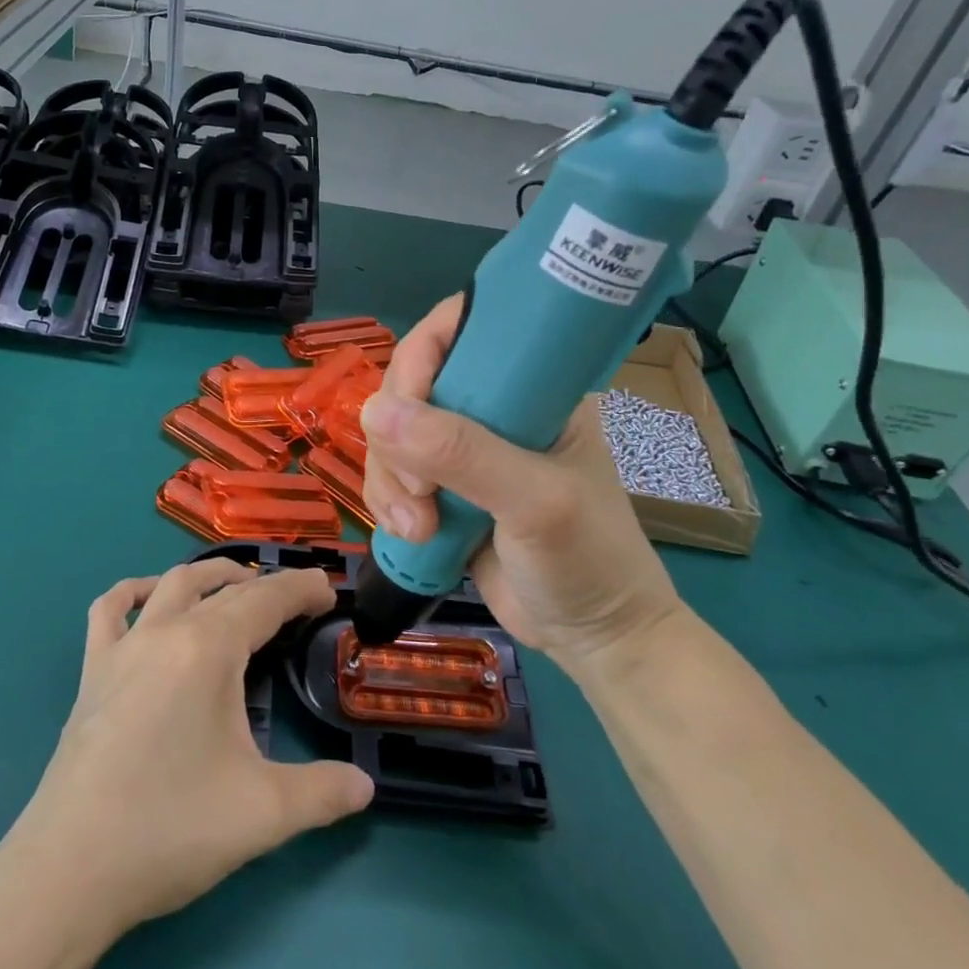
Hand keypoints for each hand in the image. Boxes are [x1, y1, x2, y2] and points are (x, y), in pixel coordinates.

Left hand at [0, 560, 373, 941]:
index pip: (266, 601)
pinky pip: (110, 610)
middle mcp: (164, 632)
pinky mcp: (92, 673)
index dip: (302, 590)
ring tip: (238, 587)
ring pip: (171, 585)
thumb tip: (365, 785)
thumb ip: (324, 793)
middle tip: (297, 600)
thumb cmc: (169, 829)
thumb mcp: (264, 814)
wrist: (67, 871)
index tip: (329, 592)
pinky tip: (150, 601)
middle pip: (223, 589)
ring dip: (210, 578)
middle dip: (266, 586)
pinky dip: (135, 593)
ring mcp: (122, 649)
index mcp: (208, 649)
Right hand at [360, 294, 684, 671]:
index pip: (458, 332)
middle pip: (409, 386)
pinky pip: (388, 474)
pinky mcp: (441, 488)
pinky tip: (413, 535)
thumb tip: (373, 412)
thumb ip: (462, 454)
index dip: (419, 360)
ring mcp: (463, 450)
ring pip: (390, 434)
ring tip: (418, 527)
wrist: (595, 636)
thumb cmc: (589, 557)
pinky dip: (386, 502)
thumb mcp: (535, 501)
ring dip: (389, 480)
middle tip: (419, 490)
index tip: (407, 411)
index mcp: (530, 384)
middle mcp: (492, 405)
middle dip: (398, 439)